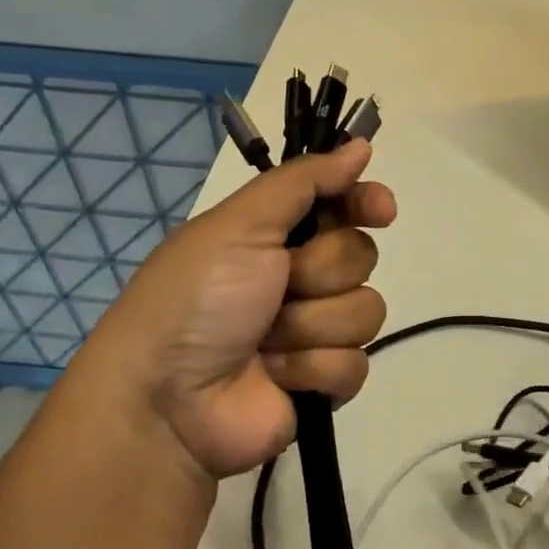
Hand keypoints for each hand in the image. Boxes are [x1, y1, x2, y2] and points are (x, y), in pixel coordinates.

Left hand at [73, 139, 396, 479]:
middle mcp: (301, 279)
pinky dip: (314, 369)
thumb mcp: (238, 226)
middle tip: (276, 288)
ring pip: (366, 312)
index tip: (381, 209)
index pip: (344, 206)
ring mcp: (315, 332)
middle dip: (319, 274)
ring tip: (266, 343)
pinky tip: (277, 377)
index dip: (365, 203)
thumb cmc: (196, 299)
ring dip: (311, 326)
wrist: (167, 401)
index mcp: (277, 236)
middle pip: (361, 257)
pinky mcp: (324, 381)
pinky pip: (356, 363)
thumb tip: (361, 147)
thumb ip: (302, 183)